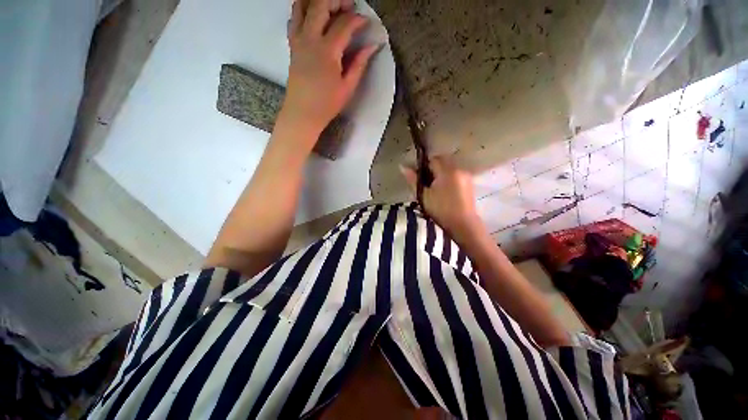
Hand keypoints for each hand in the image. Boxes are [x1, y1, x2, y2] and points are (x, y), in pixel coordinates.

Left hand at [282, 0, 379, 138]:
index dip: (357, 20)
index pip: (344, 24)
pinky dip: (304, 11)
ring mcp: (298, 40)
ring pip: (302, 6)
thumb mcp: (347, 87)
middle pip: (320, 4)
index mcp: (327, 51)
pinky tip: (314, 19)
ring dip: (317, 1)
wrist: (302, 113)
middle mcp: (310, 38)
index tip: (366, 22)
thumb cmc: (327, 104)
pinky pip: (294, 18)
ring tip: (331, 8)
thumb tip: (371, 46)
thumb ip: (359, 64)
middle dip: (337, 0)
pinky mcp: (292, 45)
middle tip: (349, 7)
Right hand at [401, 155, 483, 237]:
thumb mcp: (423, 196)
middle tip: (426, 183)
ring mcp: (466, 175)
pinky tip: (445, 191)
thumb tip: (402, 167)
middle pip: (442, 161)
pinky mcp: (469, 183)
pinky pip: (456, 174)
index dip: (423, 166)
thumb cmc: (441, 210)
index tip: (419, 177)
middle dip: (432, 168)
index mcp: (447, 171)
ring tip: (435, 188)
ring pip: (449, 167)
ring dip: (441, 172)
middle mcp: (458, 169)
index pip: (433, 159)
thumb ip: (413, 180)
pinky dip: (448, 177)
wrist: (463, 224)